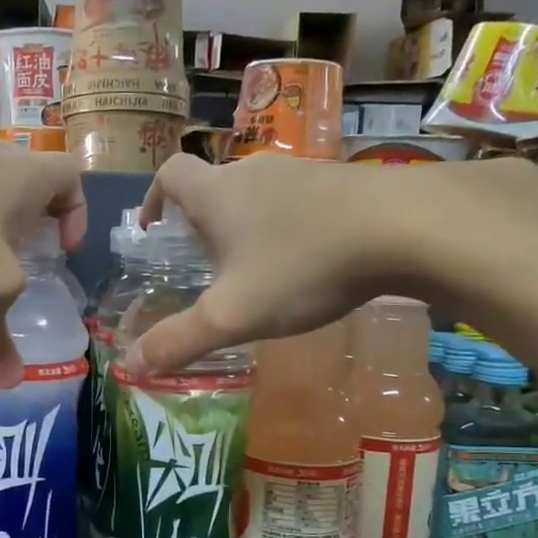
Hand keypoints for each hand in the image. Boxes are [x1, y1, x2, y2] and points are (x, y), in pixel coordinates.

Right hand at [125, 153, 537, 376]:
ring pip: (259, 192)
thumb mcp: (233, 316)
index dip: (153, 197)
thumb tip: (129, 366)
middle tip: (205, 263)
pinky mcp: (343, 181)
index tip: (153, 229)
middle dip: (201, 219)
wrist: (408, 227)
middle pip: (215, 184)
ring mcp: (302, 171)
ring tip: (257, 268)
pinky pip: (300, 200)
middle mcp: (254, 172)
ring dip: (247, 223)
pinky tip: (310, 261)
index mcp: (218, 194)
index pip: (170, 173)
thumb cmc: (303, 267)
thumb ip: (179, 341)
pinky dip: (289, 225)